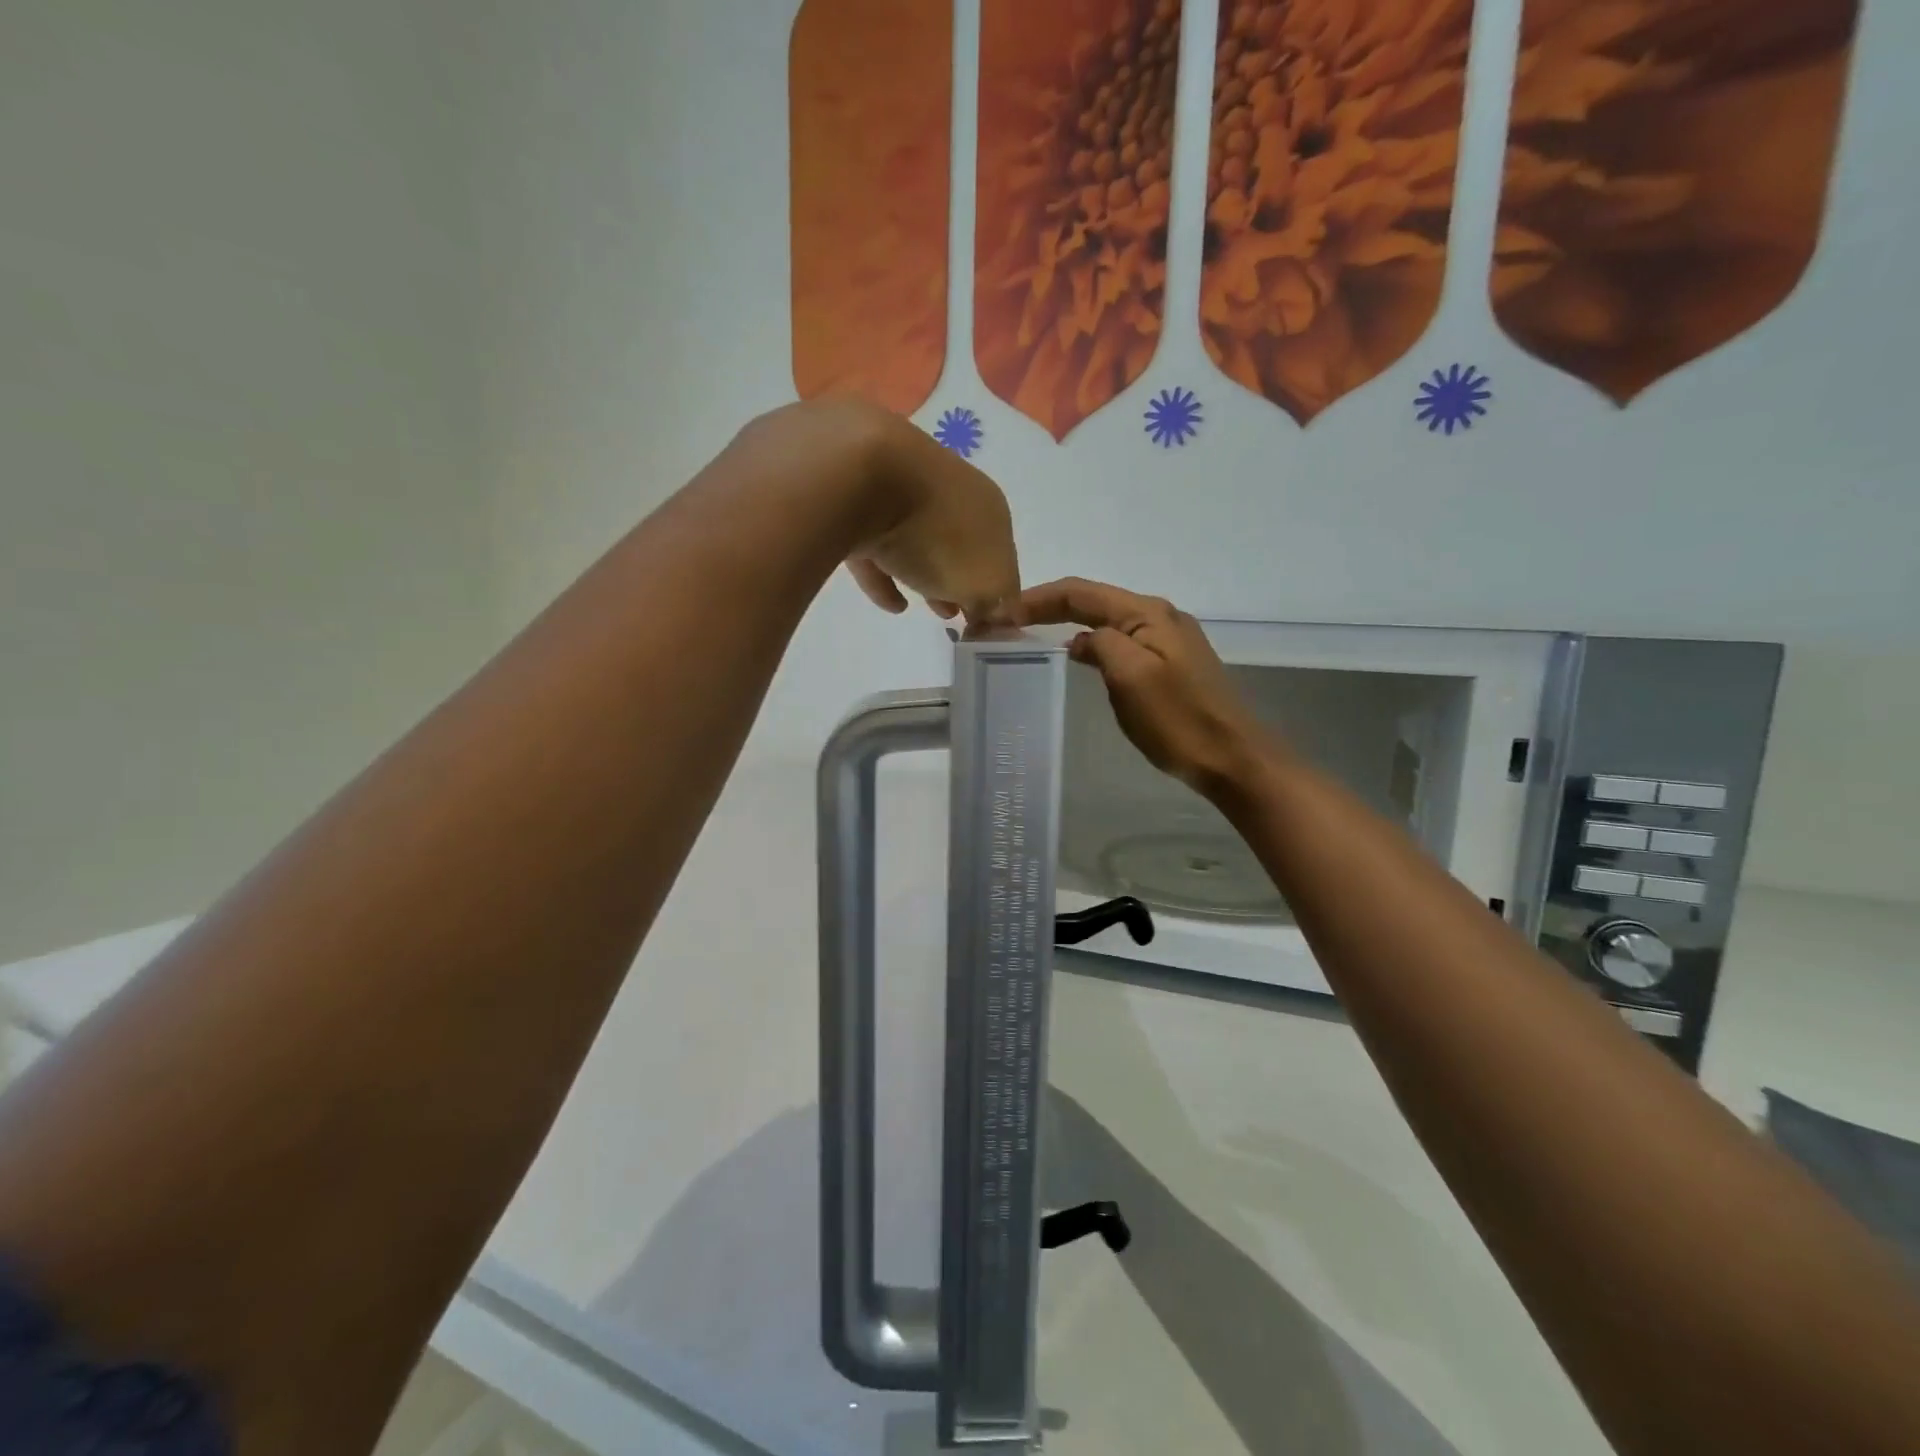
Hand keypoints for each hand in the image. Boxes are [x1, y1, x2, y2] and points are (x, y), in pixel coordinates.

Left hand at [843, 407, 1018, 623]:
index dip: (998, 587)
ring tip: (927, 610)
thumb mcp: (984, 581)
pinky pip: (877, 548)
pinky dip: (886, 577)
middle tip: (960, 613)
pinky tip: (892, 605)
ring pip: (920, 541)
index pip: (1002, 552)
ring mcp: (901, 492)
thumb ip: (996, 602)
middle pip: (961, 543)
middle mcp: (950, 490)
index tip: (988, 618)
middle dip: (963, 578)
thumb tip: (991, 612)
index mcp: (988, 505)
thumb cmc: (937, 533)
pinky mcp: (856, 504)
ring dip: (928, 574)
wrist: (860, 478)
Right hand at [1010, 578, 1270, 797]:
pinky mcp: (1169, 663)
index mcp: (1147, 613)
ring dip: (1068, 624)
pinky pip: (1120, 643)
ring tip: (1031, 636)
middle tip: (1007, 622)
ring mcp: (1167, 640)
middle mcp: (1158, 616)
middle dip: (1049, 607)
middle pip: (1093, 601)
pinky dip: (1090, 644)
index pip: (1081, 592)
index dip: (1038, 598)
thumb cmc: (1178, 719)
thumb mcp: (1131, 677)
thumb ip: (1101, 646)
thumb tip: (1079, 641)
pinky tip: (1076, 660)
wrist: (1232, 757)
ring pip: (1106, 621)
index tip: (1000, 613)